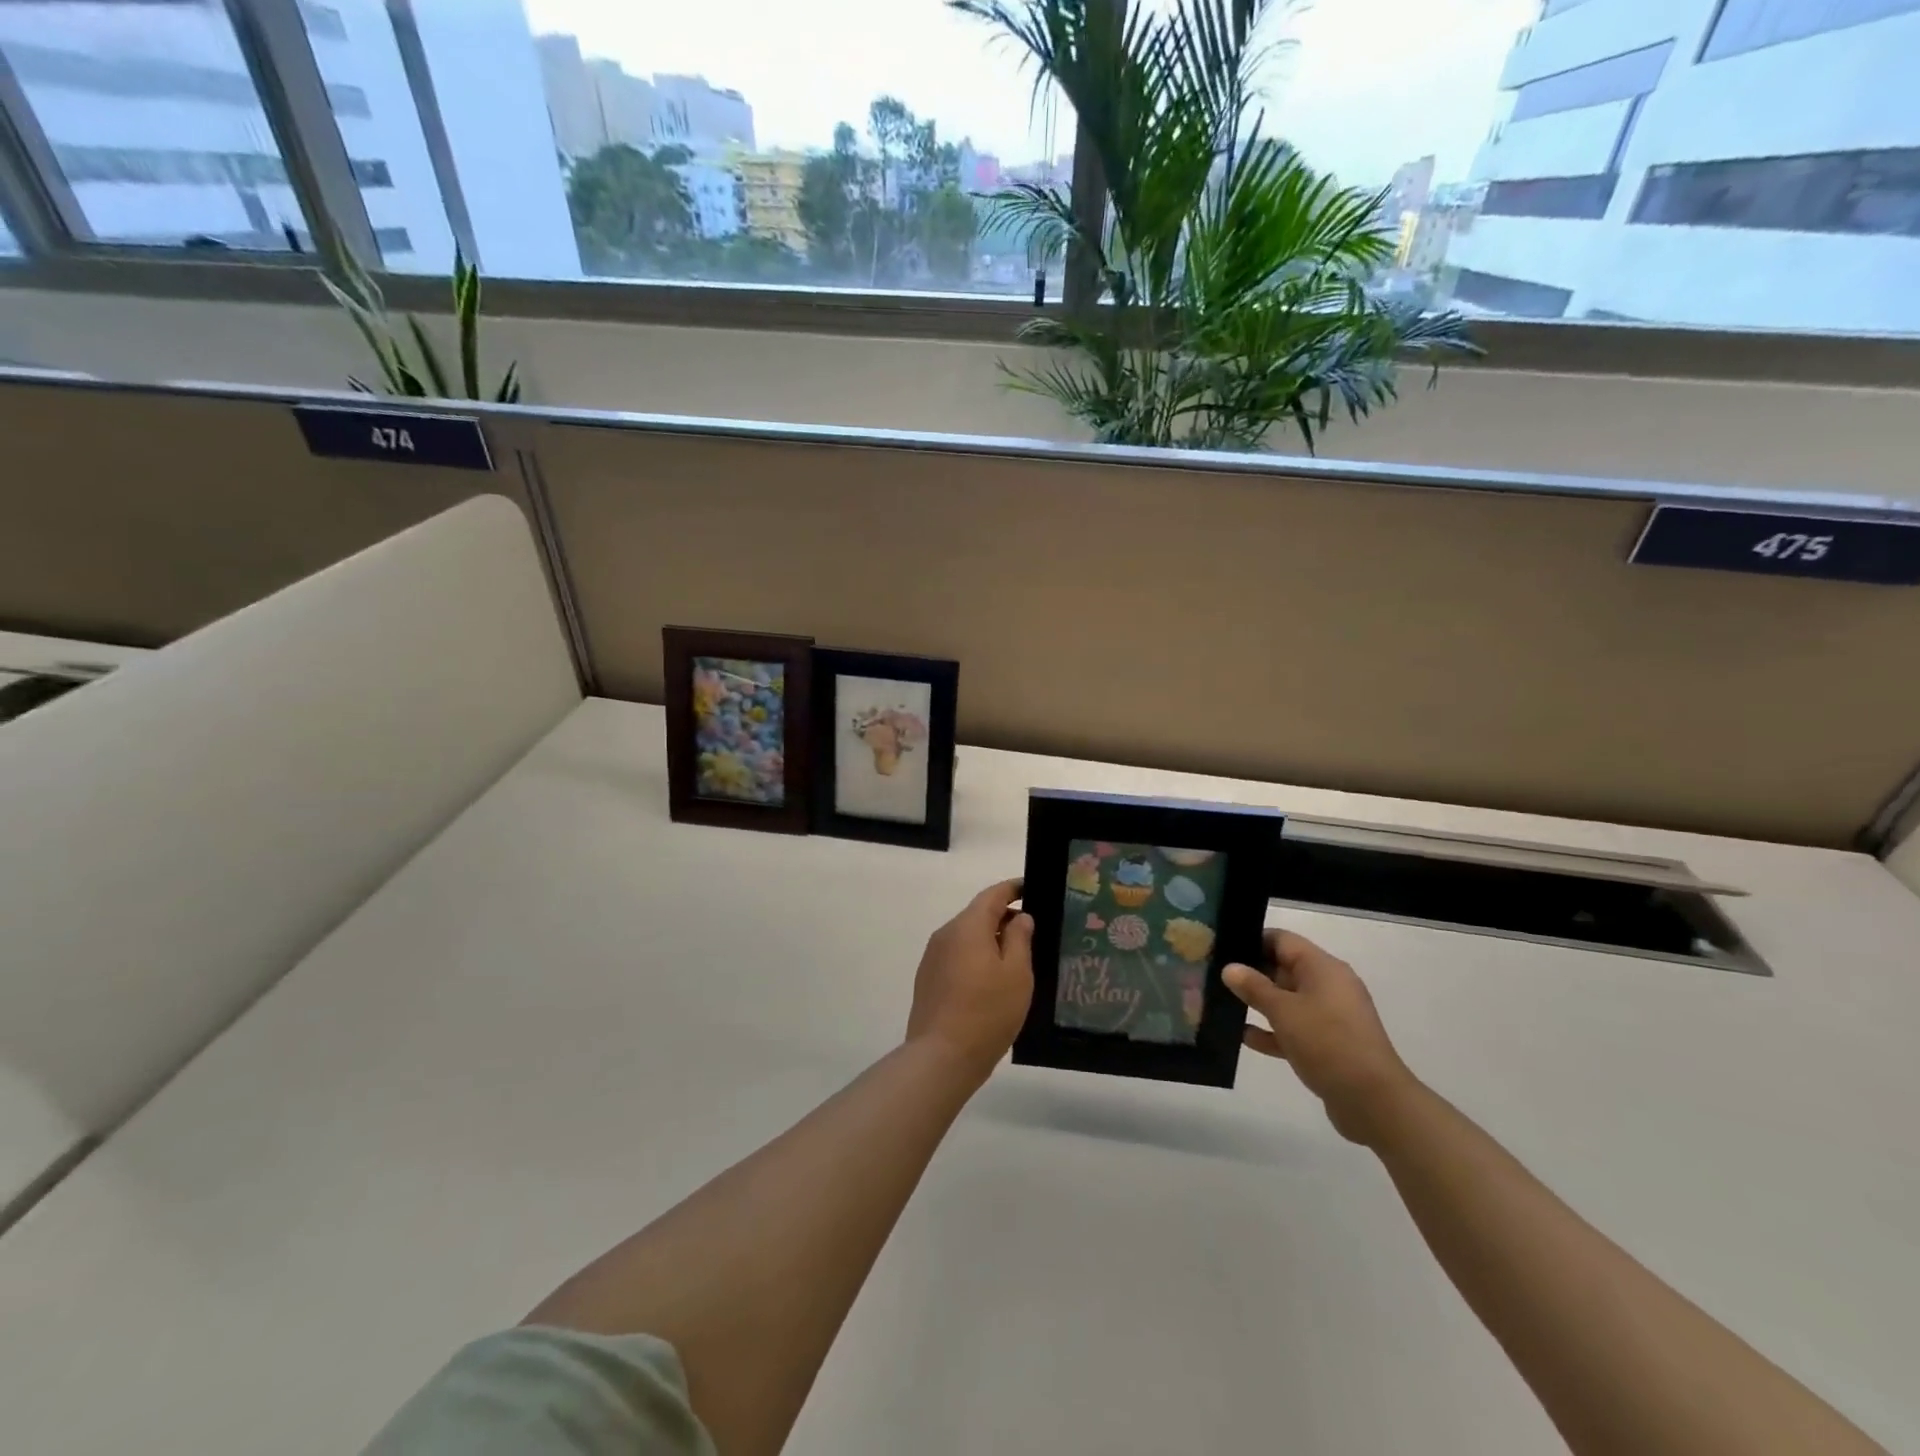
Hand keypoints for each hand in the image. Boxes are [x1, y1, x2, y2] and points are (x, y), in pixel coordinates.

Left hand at [905, 879, 1034, 1082]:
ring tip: (1016, 958)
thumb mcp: (1017, 974)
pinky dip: (976, 958)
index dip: (1013, 889)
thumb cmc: (987, 1012)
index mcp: (968, 926)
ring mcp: (933, 957)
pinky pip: (956, 956)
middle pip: (978, 915)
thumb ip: (1020, 939)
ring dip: (990, 940)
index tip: (1032, 889)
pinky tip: (991, 981)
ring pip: (967, 937)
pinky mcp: (928, 979)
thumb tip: (1020, 917)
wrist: (941, 1056)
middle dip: (1004, 918)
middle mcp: (946, 934)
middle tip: (1033, 931)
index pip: (993, 895)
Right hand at [1224, 930, 1419, 1145]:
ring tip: (1222, 1004)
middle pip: (1283, 969)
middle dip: (1251, 973)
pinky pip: (1294, 1029)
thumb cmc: (1327, 1042)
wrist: (1374, 1102)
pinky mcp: (1329, 1044)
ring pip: (1287, 1001)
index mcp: (1323, 968)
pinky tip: (1243, 1036)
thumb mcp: (1284, 1011)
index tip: (1221, 947)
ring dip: (1259, 1003)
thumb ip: (1254, 987)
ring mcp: (1330, 1017)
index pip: (1282, 940)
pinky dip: (1272, 1031)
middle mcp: (1328, 986)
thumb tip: (1230, 968)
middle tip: (1214, 976)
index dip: (1252, 940)